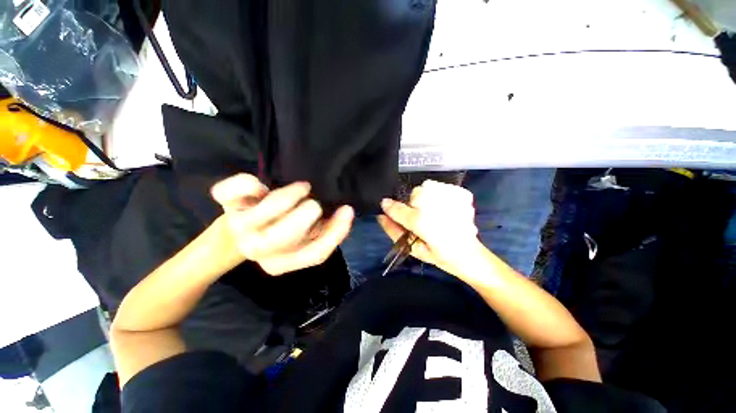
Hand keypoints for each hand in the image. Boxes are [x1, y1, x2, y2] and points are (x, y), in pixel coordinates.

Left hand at [211, 174, 353, 275]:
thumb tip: (346, 211)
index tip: (347, 210)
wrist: (239, 229)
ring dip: (291, 195)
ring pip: (269, 209)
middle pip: (286, 235)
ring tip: (302, 188)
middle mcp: (256, 249)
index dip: (336, 232)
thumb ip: (329, 231)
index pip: (314, 254)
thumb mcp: (308, 237)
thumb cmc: (281, 230)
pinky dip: (248, 183)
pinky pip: (233, 189)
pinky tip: (261, 185)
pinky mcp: (227, 202)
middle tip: (314, 203)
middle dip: (308, 213)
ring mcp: (238, 225)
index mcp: (278, 263)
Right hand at [378, 180, 480, 276]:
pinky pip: (442, 188)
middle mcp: (436, 206)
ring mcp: (452, 198)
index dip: (392, 207)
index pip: (400, 209)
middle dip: (414, 204)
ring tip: (435, 215)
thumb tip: (380, 216)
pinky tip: (446, 210)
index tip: (386, 205)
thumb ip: (394, 231)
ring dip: (427, 199)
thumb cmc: (440, 256)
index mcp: (423, 223)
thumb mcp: (412, 248)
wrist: (470, 256)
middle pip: (415, 193)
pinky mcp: (463, 195)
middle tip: (423, 219)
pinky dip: (440, 195)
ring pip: (428, 188)